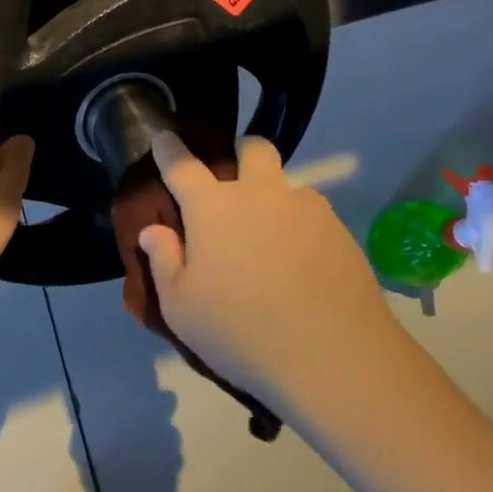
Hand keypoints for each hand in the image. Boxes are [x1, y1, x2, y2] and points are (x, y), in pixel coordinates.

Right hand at [137, 132, 401, 411]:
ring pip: (288, 183)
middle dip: (240, 150)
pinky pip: (315, 214)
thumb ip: (163, 260)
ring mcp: (305, 209)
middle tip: (235, 173)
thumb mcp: (181, 307)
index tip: (164, 136)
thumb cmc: (239, 330)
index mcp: (213, 208)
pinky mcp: (339, 231)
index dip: (169, 149)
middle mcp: (260, 195)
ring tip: (272, 233)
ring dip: (275, 195)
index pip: (183, 166)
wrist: (330, 354)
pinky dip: (302, 226)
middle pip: (252, 149)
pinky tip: (303, 261)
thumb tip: (153, 230)